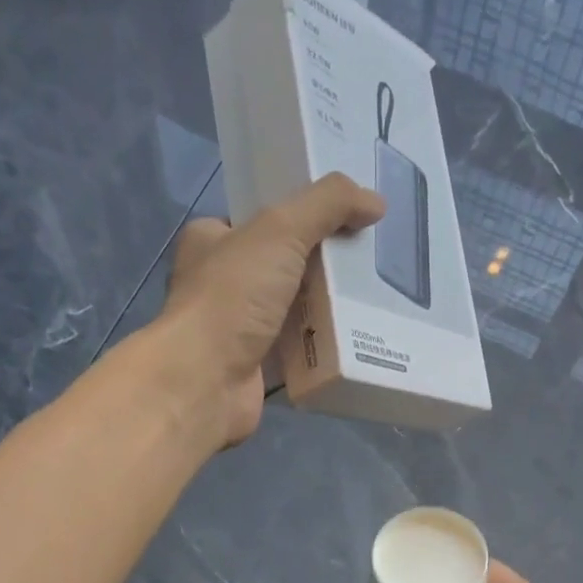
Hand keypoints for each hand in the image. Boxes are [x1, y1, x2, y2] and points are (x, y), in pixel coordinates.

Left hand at [151, 174, 383, 446]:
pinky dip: (321, 347)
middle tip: (365, 263)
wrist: (207, 380)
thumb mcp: (281, 231)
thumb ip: (327, 205)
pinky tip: (353, 342)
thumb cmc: (232, 297)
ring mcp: (237, 328)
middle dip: (321, 265)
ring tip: (370, 300)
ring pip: (292, 310)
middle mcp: (220, 282)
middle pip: (282, 265)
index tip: (344, 219)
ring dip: (325, 308)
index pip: (261, 219)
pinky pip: (297, 350)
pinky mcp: (256, 366)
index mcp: (211, 240)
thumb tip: (375, 201)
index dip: (301, 215)